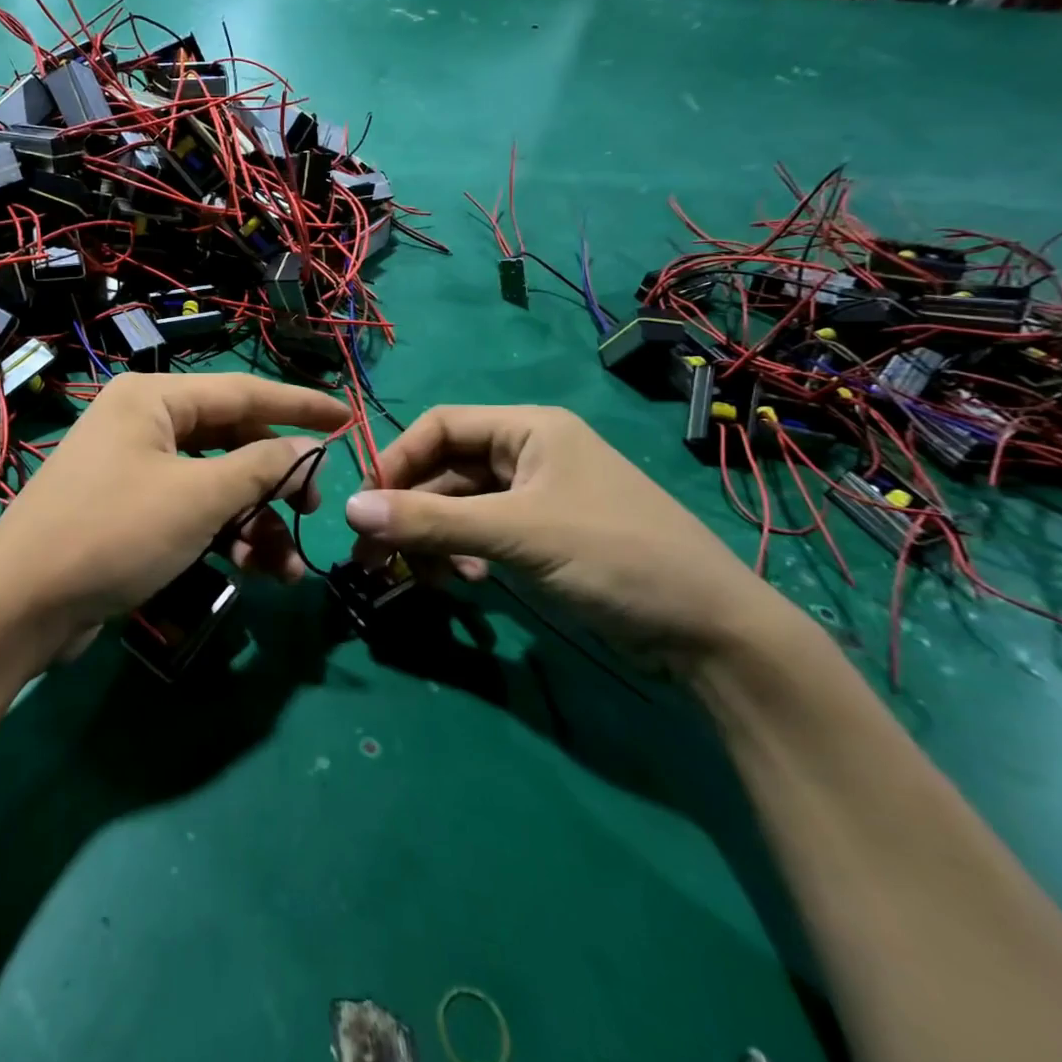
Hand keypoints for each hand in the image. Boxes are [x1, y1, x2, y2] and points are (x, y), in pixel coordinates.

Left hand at [0, 373, 351, 663]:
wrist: (22, 606)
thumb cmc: (115, 533)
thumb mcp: (198, 498)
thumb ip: (260, 467)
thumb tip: (308, 448)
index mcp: (153, 399)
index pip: (242, 392)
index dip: (299, 406)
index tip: (347, 418)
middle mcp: (143, 424)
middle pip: (230, 441)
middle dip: (275, 480)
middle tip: (312, 508)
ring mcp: (134, 470)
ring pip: (214, 484)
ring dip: (255, 521)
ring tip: (286, 567)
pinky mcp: (130, 512)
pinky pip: (191, 512)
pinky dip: (224, 536)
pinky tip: (256, 571)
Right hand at [343, 406, 794, 674]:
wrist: (711, 635)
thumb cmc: (615, 557)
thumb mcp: (518, 534)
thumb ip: (431, 522)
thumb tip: (349, 509)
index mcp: (530, 429)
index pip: (441, 426)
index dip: (397, 460)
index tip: (366, 504)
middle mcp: (530, 455)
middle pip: (445, 470)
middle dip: (408, 510)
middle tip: (371, 554)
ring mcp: (536, 500)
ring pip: (460, 507)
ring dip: (432, 538)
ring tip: (416, 576)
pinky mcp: (542, 540)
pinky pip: (481, 536)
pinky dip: (462, 555)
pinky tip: (466, 582)